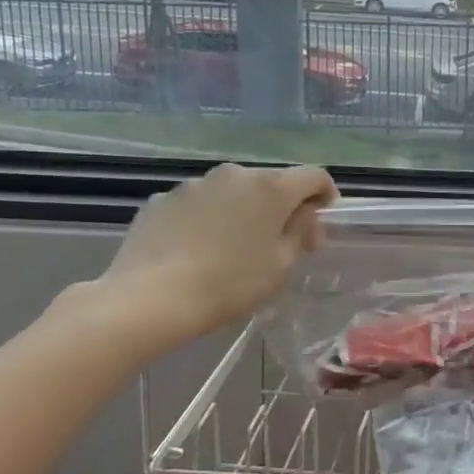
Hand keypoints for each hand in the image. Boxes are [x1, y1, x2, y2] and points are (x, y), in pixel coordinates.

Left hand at [82, 164, 337, 359]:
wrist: (148, 299)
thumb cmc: (228, 284)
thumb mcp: (280, 266)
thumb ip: (300, 232)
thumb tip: (304, 215)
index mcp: (271, 187)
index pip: (314, 175)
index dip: (324, 193)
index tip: (321, 218)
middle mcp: (235, 174)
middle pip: (270, 183)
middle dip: (279, 207)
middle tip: (277, 242)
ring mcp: (195, 184)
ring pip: (231, 193)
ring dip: (240, 211)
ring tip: (230, 248)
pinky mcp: (162, 199)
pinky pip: (197, 204)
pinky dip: (205, 219)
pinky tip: (195, 251)